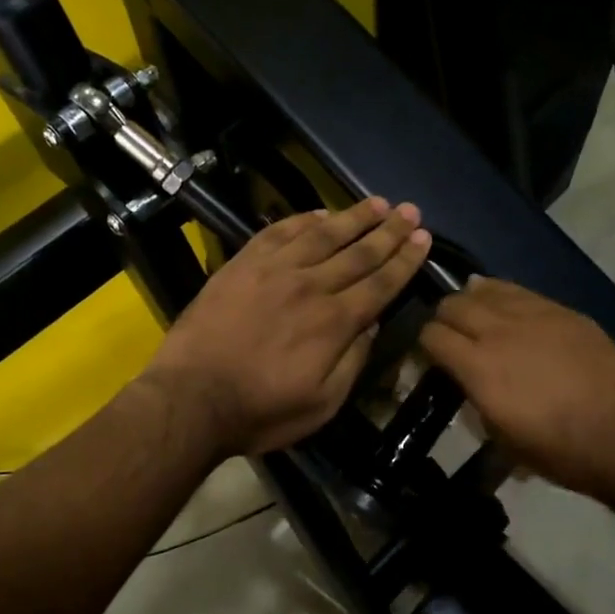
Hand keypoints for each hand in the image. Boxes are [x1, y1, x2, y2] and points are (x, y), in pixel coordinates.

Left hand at [143, 197, 431, 456]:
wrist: (190, 398)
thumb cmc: (260, 410)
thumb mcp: (322, 404)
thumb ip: (353, 361)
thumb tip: (372, 323)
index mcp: (334, 322)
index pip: (381, 282)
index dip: (405, 260)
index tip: (424, 238)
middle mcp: (311, 285)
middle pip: (359, 251)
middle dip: (390, 231)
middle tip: (411, 211)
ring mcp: (274, 269)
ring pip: (323, 234)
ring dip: (353, 216)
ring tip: (377, 202)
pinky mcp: (243, 263)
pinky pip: (279, 231)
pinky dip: (303, 219)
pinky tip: (320, 212)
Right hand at [419, 278, 614, 502]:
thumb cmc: (559, 450)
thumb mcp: (501, 437)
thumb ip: (476, 401)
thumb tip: (469, 385)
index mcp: (477, 366)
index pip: (431, 336)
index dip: (424, 347)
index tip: (431, 359)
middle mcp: (497, 331)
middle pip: (451, 304)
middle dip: (444, 320)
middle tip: (452, 338)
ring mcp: (532, 314)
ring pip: (484, 288)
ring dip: (472, 302)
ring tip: (478, 318)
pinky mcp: (561, 309)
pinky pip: (519, 291)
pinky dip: (503, 296)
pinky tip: (508, 308)